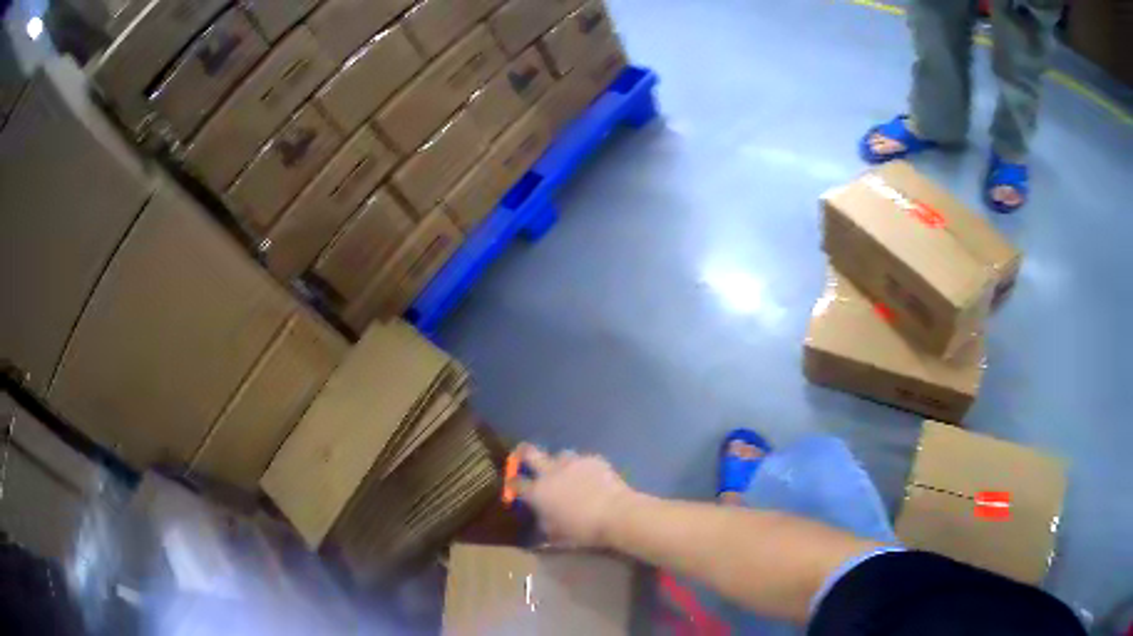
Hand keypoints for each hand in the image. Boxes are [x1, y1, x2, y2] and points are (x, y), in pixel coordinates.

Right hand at [512, 444, 635, 547]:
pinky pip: (583, 460)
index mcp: (538, 492)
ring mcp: (573, 463)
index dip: (513, 483)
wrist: (617, 514)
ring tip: (567, 471)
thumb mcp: (557, 535)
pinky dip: (583, 467)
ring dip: (559, 462)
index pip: (516, 483)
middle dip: (524, 453)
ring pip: (559, 454)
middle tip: (523, 455)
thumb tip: (543, 518)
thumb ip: (545, 523)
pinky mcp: (593, 459)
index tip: (514, 485)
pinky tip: (591, 477)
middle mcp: (551, 473)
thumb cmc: (583, 530)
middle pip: (530, 453)